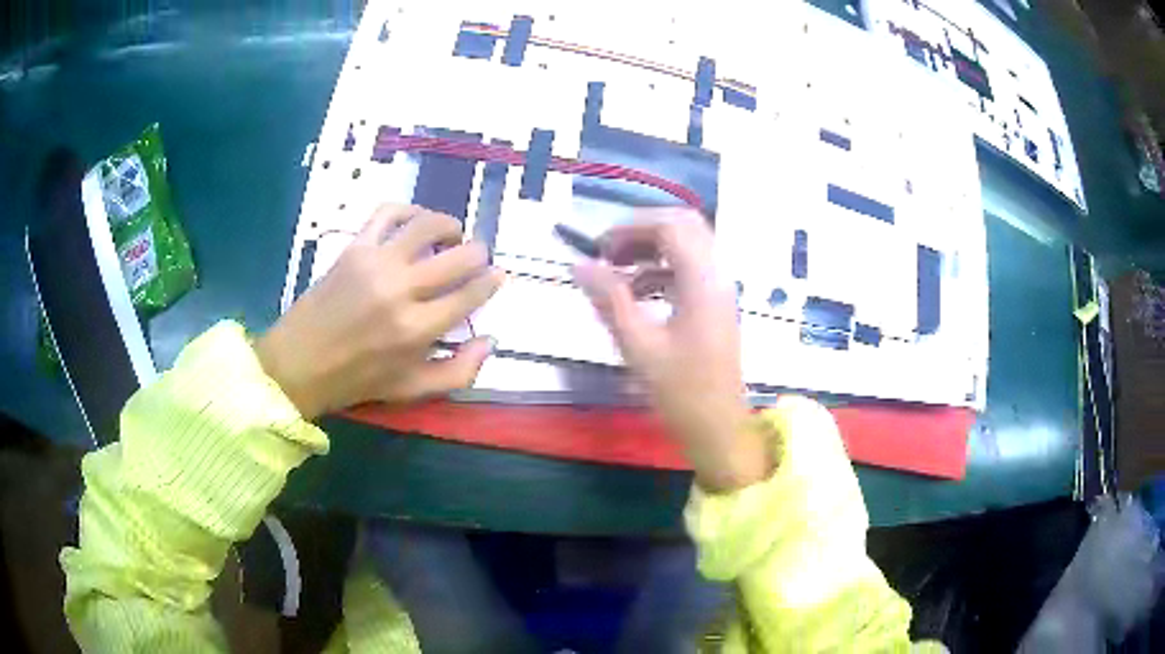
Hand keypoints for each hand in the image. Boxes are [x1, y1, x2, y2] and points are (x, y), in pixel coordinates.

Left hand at [255, 204, 503, 419]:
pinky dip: (409, 210)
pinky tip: (415, 222)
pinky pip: (388, 213)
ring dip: (450, 225)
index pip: (469, 294)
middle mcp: (400, 290)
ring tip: (452, 235)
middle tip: (477, 258)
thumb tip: (490, 340)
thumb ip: (458, 372)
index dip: (491, 281)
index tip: (498, 275)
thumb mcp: (411, 390)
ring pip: (427, 226)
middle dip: (478, 253)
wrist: (299, 363)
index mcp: (417, 330)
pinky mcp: (354, 248)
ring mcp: (375, 263)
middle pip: (457, 256)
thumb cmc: (356, 381)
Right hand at [573, 209, 770, 491]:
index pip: (670, 226)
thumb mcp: (638, 346)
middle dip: (642, 231)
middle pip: (684, 227)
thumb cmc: (680, 392)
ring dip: (652, 249)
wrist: (719, 428)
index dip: (631, 226)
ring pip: (688, 247)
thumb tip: (580, 264)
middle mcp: (717, 276)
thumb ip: (609, 299)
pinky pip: (689, 271)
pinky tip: (636, 294)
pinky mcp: (716, 305)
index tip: (598, 248)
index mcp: (702, 282)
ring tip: (616, 270)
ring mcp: (720, 290)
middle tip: (609, 252)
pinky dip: (662, 271)